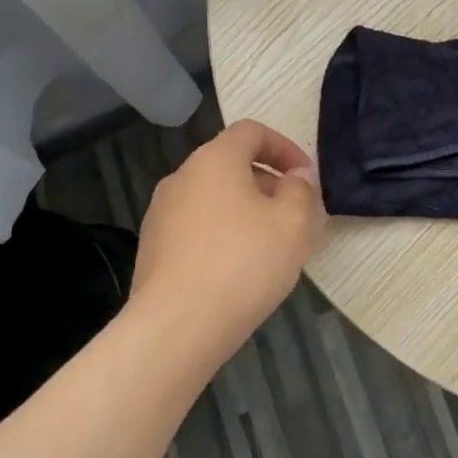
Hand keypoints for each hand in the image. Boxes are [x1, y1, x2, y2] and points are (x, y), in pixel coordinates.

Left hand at [131, 119, 325, 341]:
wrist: (176, 326)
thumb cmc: (242, 264)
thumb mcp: (293, 225)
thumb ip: (302, 191)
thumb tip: (296, 177)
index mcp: (214, 160)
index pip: (251, 131)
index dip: (284, 147)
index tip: (305, 177)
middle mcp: (182, 177)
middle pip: (230, 164)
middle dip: (267, 183)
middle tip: (294, 215)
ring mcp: (161, 213)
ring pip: (212, 198)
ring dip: (244, 210)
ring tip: (269, 245)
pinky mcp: (152, 247)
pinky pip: (196, 227)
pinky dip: (221, 234)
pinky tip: (237, 270)